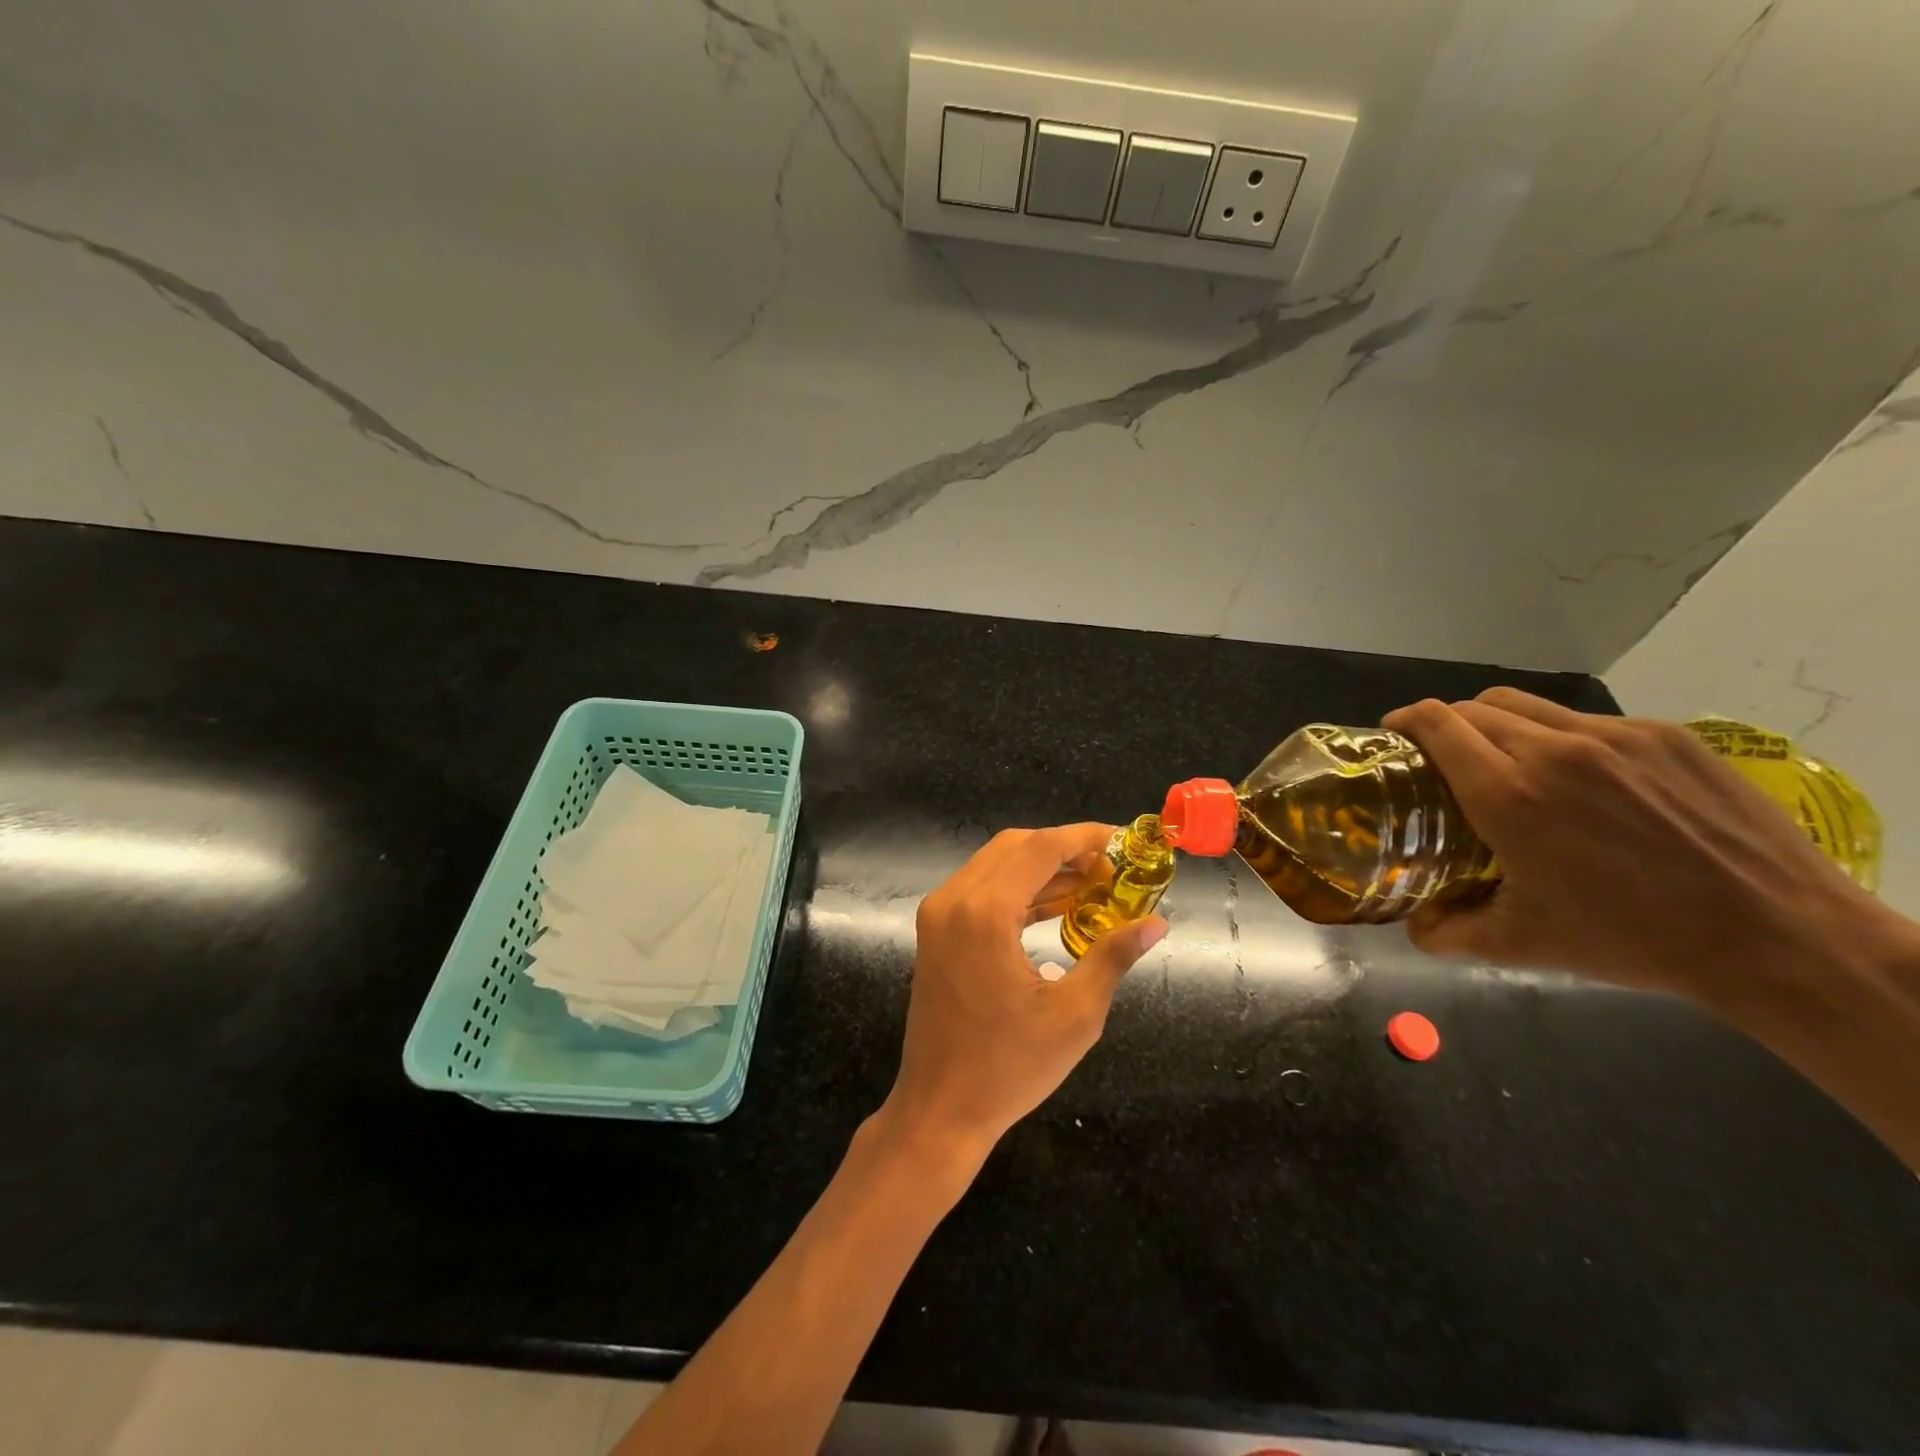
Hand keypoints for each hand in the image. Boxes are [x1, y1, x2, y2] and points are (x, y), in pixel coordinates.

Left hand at [882, 824, 1167, 1158]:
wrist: (939, 1108)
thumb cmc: (1009, 1067)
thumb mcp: (1074, 1014)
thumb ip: (1113, 956)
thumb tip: (1156, 924)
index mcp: (984, 913)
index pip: (1039, 848)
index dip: (1083, 837)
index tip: (1123, 840)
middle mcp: (953, 900)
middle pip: (1015, 847)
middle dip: (1064, 849)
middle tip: (1111, 867)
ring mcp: (939, 914)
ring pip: (996, 865)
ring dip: (1042, 868)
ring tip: (1093, 884)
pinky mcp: (936, 931)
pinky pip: (982, 891)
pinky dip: (1019, 890)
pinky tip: (1057, 905)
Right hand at [1382, 687, 1886, 1002]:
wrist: (1780, 937)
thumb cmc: (1631, 939)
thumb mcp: (1521, 945)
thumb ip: (1447, 931)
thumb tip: (1414, 923)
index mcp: (1509, 795)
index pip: (1436, 724)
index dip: (1404, 721)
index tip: (1394, 736)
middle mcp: (1555, 750)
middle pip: (1474, 707)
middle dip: (1445, 725)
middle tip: (1445, 760)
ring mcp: (1617, 737)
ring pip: (1527, 705)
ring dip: (1498, 724)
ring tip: (1508, 762)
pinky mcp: (1667, 736)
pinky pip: (1586, 721)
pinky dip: (1560, 738)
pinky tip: (1582, 780)